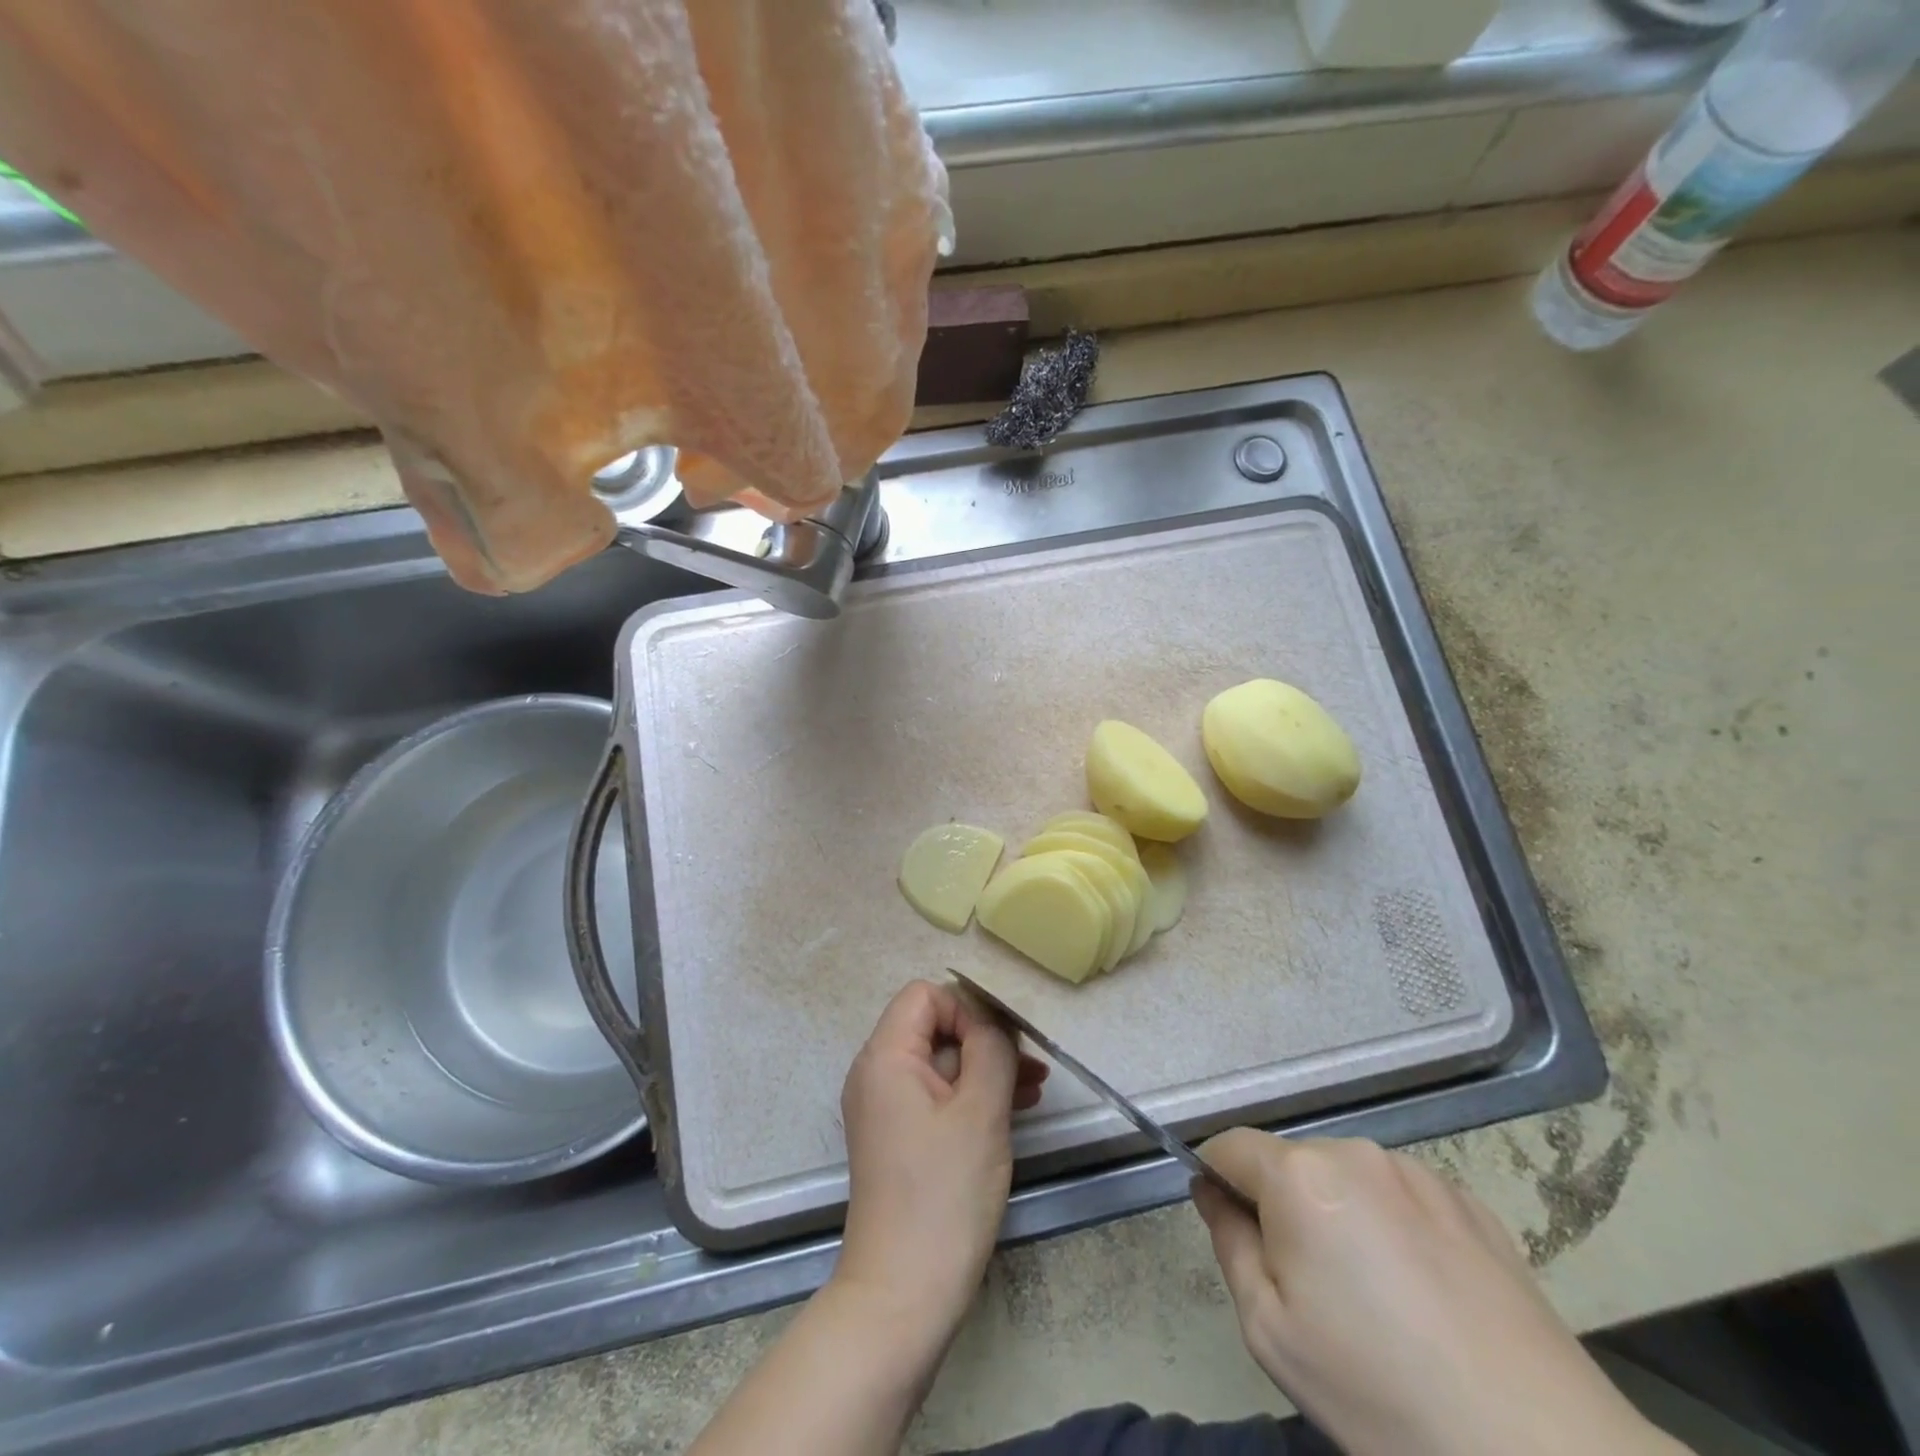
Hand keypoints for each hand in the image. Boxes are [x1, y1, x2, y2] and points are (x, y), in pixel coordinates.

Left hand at [834, 980, 1047, 1342]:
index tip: (1000, 1047)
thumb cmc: (944, 1194)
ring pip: (939, 1063)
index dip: (967, 1010)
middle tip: (1031, 1068)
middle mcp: (875, 1074)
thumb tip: (992, 1019)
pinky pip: (934, 1096)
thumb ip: (990, 1048)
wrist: (902, 1295)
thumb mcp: (980, 1110)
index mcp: (885, 1056)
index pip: (926, 996)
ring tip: (1032, 1090)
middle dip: (983, 1040)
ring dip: (984, 1069)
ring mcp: (883, 1108)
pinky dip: (969, 1096)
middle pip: (933, 1027)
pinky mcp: (896, 1138)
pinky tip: (1010, 1112)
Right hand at [1194, 1130, 1686, 1455]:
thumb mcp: (1270, 1330)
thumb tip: (1212, 1190)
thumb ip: (1228, 1241)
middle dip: (1283, 1205)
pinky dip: (1392, 1225)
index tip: (1234, 1233)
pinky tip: (1425, 1295)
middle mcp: (1354, 1152)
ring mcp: (1418, 1172)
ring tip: (1377, 1297)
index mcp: (1300, 1175)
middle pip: (1290, 1162)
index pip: (1230, 1146)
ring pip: (1347, 1178)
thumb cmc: (1380, 1392)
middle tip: (1311, 1288)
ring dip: (1339, 1213)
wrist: (1542, 1453)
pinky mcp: (1470, 1201)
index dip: (1218, 1180)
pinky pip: (1401, 1196)